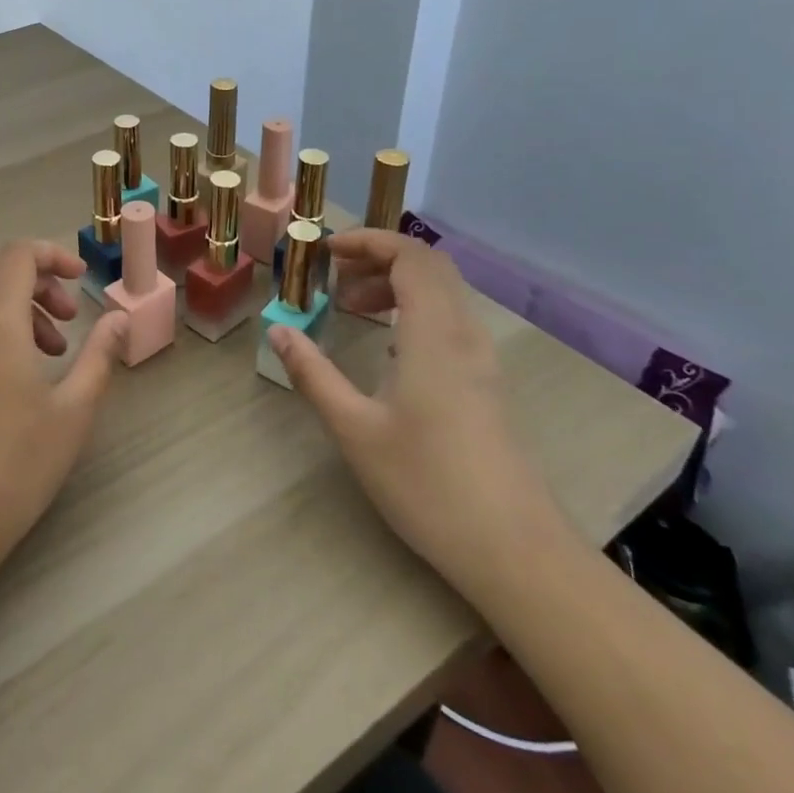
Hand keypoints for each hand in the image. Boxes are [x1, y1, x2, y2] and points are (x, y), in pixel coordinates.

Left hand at [0, 241, 127, 566]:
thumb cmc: (18, 463)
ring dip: (23, 310)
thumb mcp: (74, 409)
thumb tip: (119, 318)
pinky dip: (1, 331)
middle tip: (71, 321)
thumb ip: (99, 354)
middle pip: (1, 274)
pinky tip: (21, 376)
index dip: (53, 254)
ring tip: (53, 354)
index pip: (18, 254)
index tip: (81, 279)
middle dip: (43, 285)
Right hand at [268, 230, 567, 582]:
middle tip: (335, 275)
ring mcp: (482, 359)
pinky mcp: (487, 383)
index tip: (325, 251)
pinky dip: (414, 310)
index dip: (367, 241)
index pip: (410, 255)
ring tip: (352, 305)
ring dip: (396, 283)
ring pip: (443, 292)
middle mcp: (464, 334)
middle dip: (379, 256)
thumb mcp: (355, 429)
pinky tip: (387, 346)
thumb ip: (313, 373)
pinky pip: (450, 320)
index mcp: (434, 334)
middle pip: (430, 265)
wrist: (516, 551)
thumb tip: (277, 331)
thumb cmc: (428, 485)